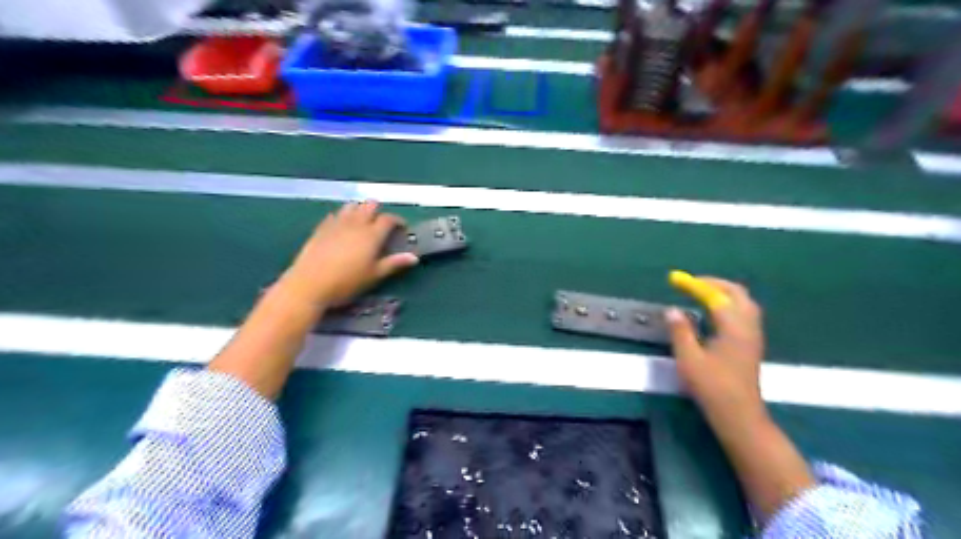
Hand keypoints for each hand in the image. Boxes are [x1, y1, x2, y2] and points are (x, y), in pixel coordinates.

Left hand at [277, 201, 414, 307]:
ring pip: (351, 206)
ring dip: (360, 210)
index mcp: (372, 234)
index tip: (402, 228)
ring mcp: (337, 224)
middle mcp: (356, 224)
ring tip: (363, 222)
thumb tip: (414, 257)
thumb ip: (394, 263)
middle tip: (382, 224)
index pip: (388, 219)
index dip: (398, 221)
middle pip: (369, 206)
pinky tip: (342, 226)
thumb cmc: (347, 282)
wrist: (309, 284)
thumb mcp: (374, 275)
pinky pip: (335, 215)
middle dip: (378, 211)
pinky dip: (343, 217)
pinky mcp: (321, 228)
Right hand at [670, 279, 766, 420]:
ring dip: (724, 293)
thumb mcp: (689, 358)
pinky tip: (714, 314)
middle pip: (737, 294)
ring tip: (702, 294)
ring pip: (744, 303)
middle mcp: (748, 327)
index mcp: (733, 327)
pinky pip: (744, 314)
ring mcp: (753, 336)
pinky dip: (729, 305)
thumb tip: (672, 310)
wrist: (739, 414)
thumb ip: (680, 331)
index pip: (716, 296)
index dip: (696, 285)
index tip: (677, 280)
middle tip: (692, 283)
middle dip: (715, 284)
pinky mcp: (752, 344)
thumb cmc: (712, 386)